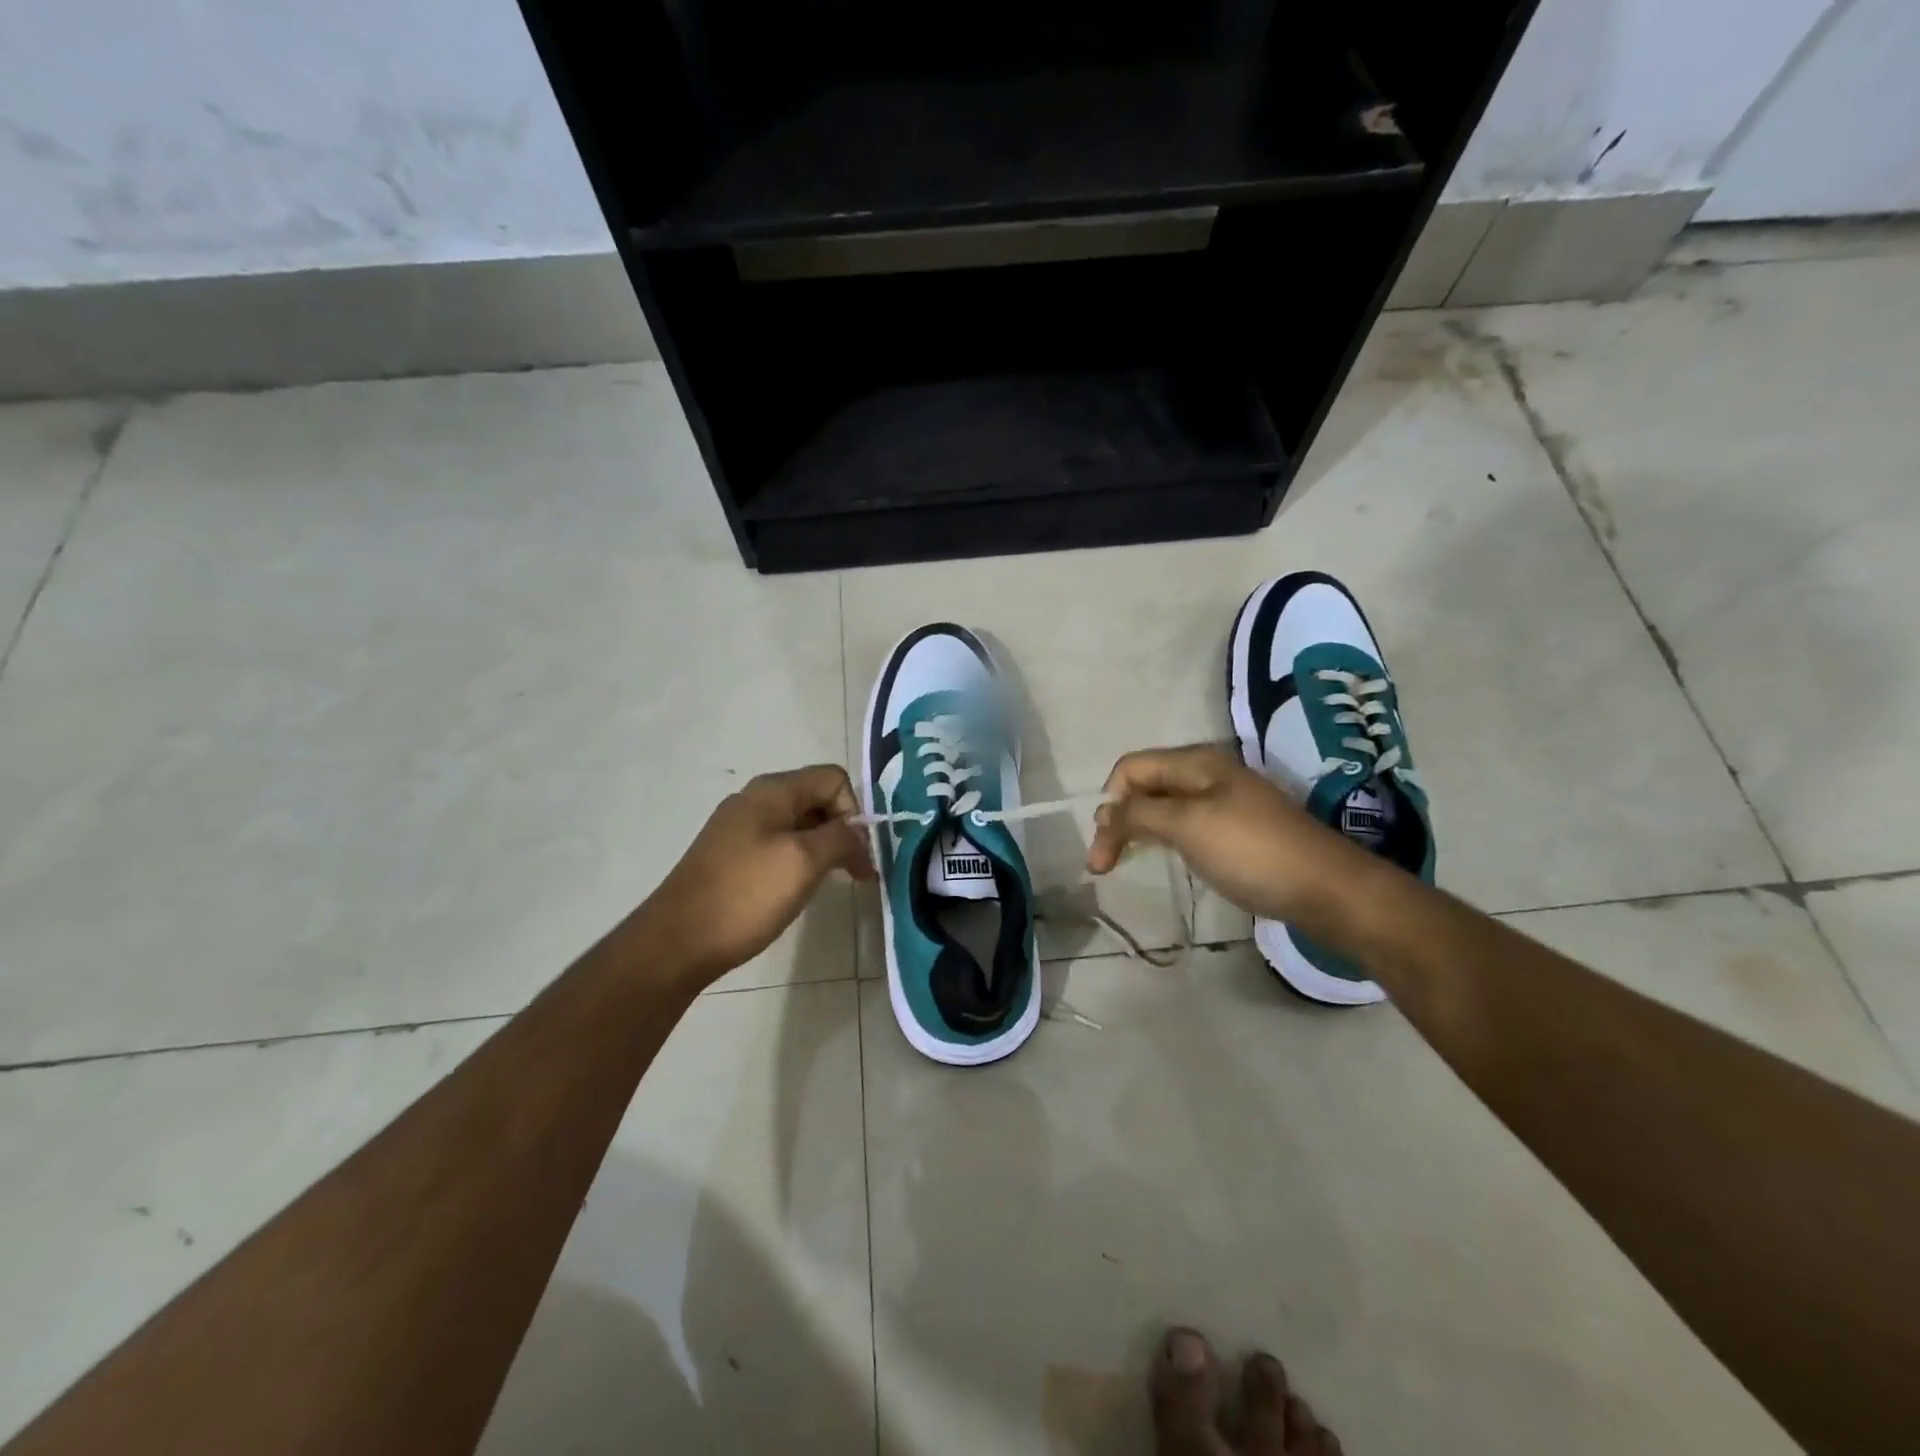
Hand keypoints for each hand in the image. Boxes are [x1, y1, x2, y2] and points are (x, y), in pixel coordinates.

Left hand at [641, 765, 874, 984]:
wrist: (677, 941)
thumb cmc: (746, 895)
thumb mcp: (804, 861)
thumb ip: (840, 837)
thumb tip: (857, 832)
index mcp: (773, 790)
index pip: (834, 779)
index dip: (854, 812)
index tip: (857, 854)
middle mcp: (756, 799)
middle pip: (818, 799)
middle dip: (842, 831)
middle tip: (856, 873)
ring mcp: (740, 827)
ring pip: (800, 824)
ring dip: (823, 848)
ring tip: (830, 883)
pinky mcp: (732, 855)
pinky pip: (779, 845)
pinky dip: (799, 861)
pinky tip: (796, 890)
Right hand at [1087, 744, 1369, 925]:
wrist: (1327, 889)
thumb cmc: (1251, 850)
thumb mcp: (1188, 825)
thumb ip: (1140, 813)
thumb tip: (1105, 813)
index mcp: (1196, 761)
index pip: (1131, 768)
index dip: (1109, 801)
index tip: (1102, 847)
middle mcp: (1207, 774)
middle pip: (1145, 785)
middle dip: (1118, 818)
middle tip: (1103, 863)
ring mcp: (1223, 803)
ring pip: (1162, 807)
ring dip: (1136, 831)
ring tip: (1120, 862)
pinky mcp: (1234, 831)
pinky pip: (1183, 826)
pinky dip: (1161, 840)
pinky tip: (1160, 859)